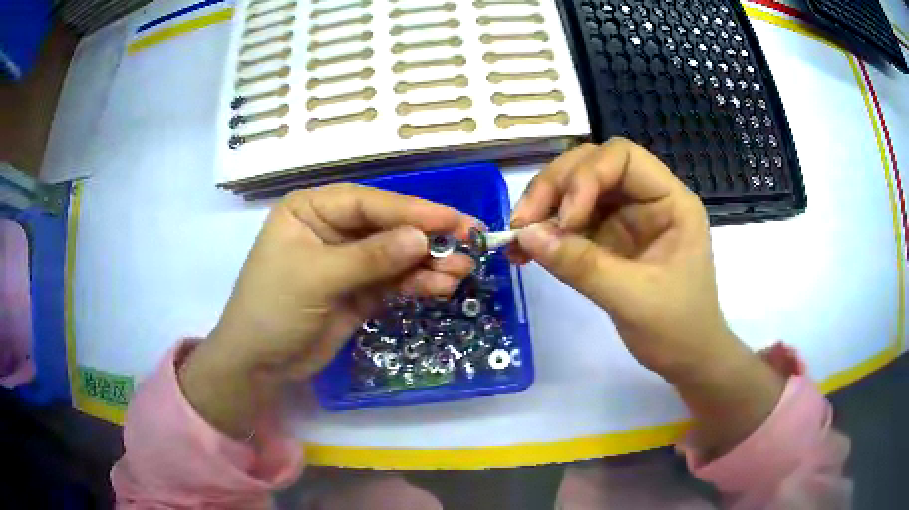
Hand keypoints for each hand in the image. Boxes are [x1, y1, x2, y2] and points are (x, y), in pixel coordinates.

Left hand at [179, 184, 475, 437]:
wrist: (259, 363)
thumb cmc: (273, 309)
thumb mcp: (317, 278)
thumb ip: (369, 257)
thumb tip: (421, 239)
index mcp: (311, 210)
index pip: (368, 202)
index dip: (412, 210)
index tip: (453, 220)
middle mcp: (332, 229)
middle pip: (388, 226)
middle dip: (427, 237)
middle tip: (471, 243)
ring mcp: (348, 261)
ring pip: (397, 254)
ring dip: (429, 262)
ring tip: (462, 271)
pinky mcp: (360, 290)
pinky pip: (394, 280)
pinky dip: (418, 283)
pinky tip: (441, 287)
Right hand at [511, 139, 783, 457]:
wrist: (685, 359)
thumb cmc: (677, 329)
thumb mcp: (634, 300)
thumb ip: (583, 266)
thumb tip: (526, 236)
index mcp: (670, 201)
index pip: (623, 158)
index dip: (588, 177)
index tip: (566, 219)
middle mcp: (645, 199)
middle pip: (592, 165)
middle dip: (555, 187)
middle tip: (522, 223)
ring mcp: (624, 218)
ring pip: (575, 188)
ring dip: (543, 206)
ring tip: (518, 238)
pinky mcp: (606, 239)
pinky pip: (569, 221)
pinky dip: (545, 230)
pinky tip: (525, 249)